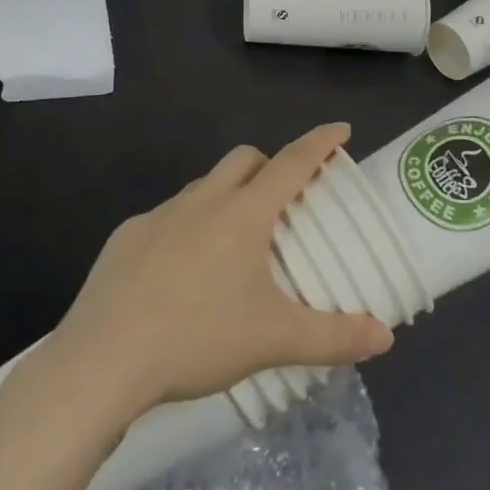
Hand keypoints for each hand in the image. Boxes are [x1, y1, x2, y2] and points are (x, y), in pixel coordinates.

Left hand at [49, 123, 394, 417]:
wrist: (103, 360)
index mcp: (243, 214)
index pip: (292, 163)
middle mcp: (202, 201)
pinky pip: (168, 217)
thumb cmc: (197, 337)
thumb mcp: (274, 340)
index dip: (320, 143)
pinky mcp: (126, 236)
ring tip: (236, 242)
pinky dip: (188, 227)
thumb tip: (386, 337)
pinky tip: (182, 272)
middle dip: (271, 164)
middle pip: (245, 159)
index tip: (341, 129)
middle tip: (286, 200)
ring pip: (204, 186)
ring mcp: (159, 215)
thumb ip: (334, 337)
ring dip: (228, 196)